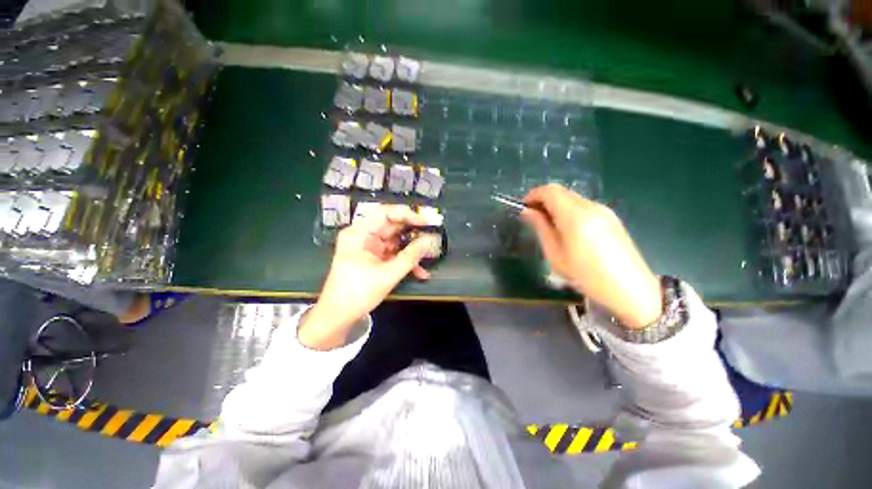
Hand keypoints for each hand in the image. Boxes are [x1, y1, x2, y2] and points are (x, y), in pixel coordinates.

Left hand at [299, 205, 431, 348]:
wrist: (338, 316)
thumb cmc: (357, 293)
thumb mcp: (388, 274)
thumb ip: (411, 256)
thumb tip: (430, 241)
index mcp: (360, 233)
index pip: (385, 213)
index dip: (407, 214)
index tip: (426, 222)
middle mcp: (364, 236)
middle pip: (393, 226)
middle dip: (414, 233)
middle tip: (433, 236)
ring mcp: (370, 248)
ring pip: (396, 241)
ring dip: (412, 249)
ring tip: (430, 254)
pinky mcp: (375, 258)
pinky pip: (394, 254)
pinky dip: (406, 261)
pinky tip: (420, 272)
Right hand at [522, 184, 661, 328]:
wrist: (631, 289)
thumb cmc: (587, 276)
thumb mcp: (556, 255)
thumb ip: (541, 228)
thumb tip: (528, 211)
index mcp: (575, 216)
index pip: (550, 191)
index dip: (533, 195)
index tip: (524, 207)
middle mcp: (591, 206)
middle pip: (561, 191)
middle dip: (543, 200)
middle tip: (533, 218)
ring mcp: (604, 210)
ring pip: (572, 198)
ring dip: (556, 205)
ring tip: (549, 226)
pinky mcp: (611, 217)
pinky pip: (583, 206)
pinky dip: (569, 210)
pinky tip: (567, 229)